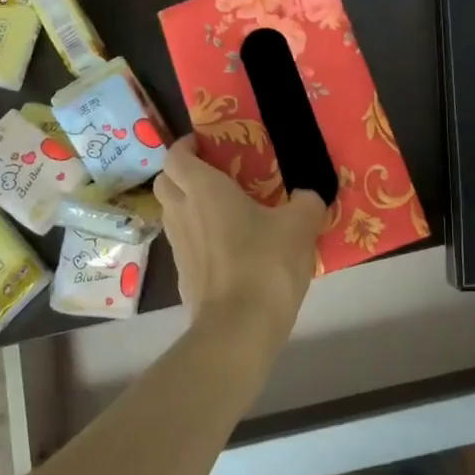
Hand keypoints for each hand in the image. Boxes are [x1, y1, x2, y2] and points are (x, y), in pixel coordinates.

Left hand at [154, 135, 325, 347]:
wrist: (239, 330)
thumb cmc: (265, 264)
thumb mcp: (300, 226)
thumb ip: (307, 202)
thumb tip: (310, 195)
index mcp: (203, 189)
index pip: (175, 155)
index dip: (185, 145)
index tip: (206, 144)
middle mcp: (183, 213)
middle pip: (165, 182)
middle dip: (182, 174)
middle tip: (213, 174)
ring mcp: (179, 248)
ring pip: (172, 214)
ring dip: (188, 206)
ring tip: (224, 210)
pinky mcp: (183, 277)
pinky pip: (185, 245)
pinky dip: (198, 238)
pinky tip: (228, 248)